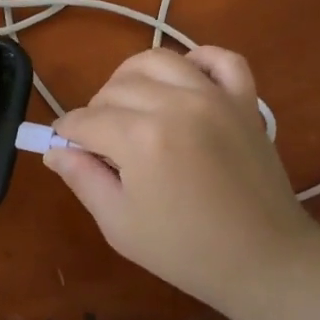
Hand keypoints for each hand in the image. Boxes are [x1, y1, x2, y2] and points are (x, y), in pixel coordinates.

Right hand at [45, 47, 319, 312]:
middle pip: (114, 88)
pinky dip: (199, 60)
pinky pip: (221, 59)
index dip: (66, 134)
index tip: (64, 149)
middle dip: (96, 112)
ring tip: (132, 108)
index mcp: (140, 138)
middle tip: (101, 145)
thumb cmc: (185, 250)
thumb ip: (81, 179)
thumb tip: (55, 150)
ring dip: (133, 79)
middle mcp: (175, 104)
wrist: (265, 261)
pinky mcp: (244, 101)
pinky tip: (184, 81)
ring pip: (157, 60)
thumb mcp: (119, 224)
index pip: (84, 120)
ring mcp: (214, 97)